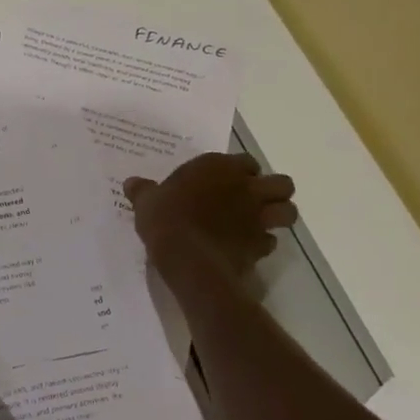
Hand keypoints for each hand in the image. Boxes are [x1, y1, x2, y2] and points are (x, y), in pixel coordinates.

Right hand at [124, 153, 296, 275]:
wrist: (188, 257)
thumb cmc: (166, 219)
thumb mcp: (147, 202)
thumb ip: (143, 190)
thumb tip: (131, 183)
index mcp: (218, 167)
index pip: (246, 161)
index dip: (241, 171)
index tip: (227, 181)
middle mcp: (245, 187)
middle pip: (281, 183)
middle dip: (273, 191)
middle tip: (253, 201)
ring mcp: (257, 217)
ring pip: (288, 211)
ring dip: (279, 216)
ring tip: (261, 223)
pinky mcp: (260, 244)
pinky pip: (271, 241)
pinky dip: (263, 244)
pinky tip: (247, 248)